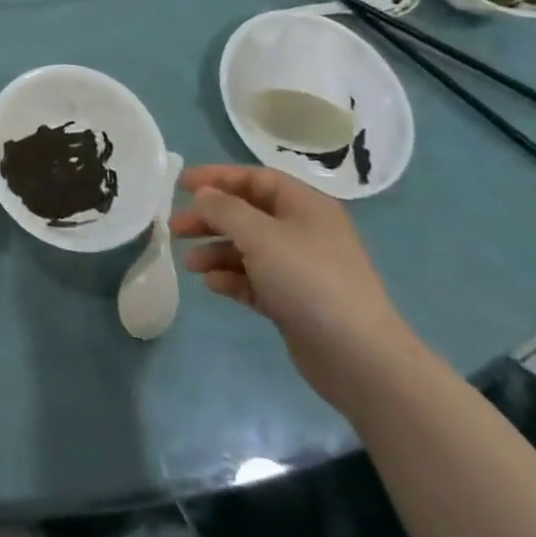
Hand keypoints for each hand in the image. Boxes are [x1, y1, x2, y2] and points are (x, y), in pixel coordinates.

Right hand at [170, 165, 417, 414]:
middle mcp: (302, 232)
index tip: (181, 185)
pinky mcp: (293, 302)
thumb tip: (203, 195)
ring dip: (216, 251)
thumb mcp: (260, 236)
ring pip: (247, 249)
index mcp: (304, 206)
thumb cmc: (309, 281)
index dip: (218, 177)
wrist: (359, 358)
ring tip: (188, 263)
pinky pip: (254, 280)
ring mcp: (299, 269)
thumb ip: (225, 209)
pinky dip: (231, 278)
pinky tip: (212, 285)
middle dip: (210, 218)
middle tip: (176, 228)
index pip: (255, 178)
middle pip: (247, 214)